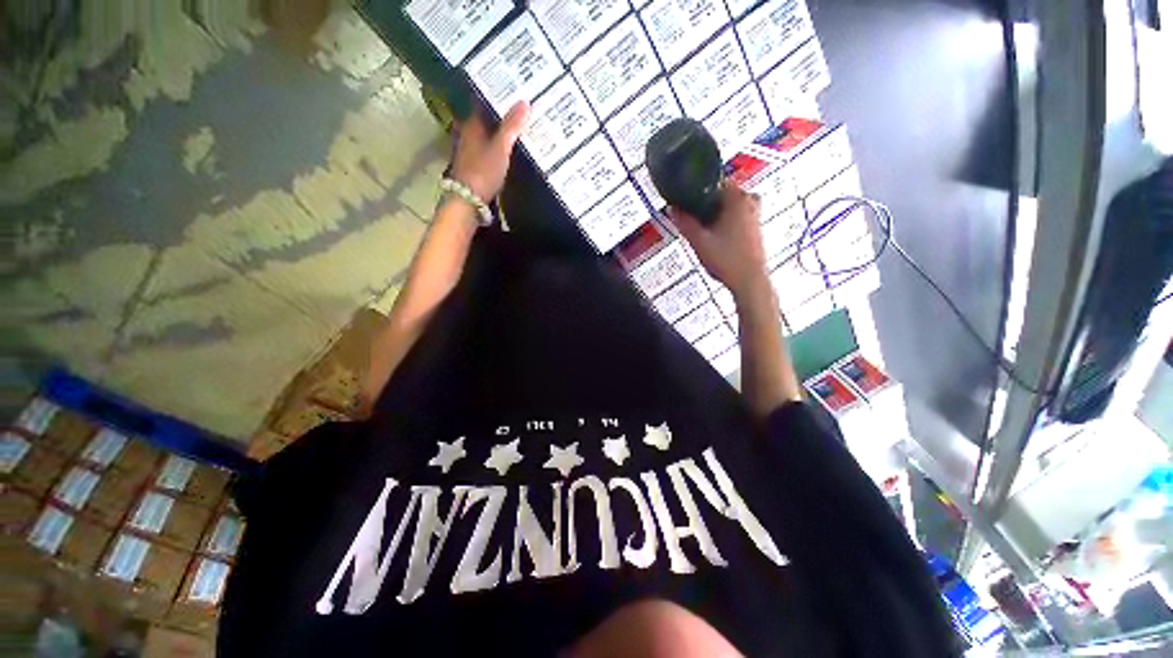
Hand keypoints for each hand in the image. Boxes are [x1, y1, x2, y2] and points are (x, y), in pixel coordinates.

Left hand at [450, 101, 529, 200]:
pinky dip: (498, 145)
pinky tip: (509, 147)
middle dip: (500, 112)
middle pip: (484, 117)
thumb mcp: (500, 147)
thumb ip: (512, 126)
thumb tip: (525, 102)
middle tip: (519, 105)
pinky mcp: (475, 166)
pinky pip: (489, 148)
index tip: (510, 86)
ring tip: (518, 124)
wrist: (468, 200)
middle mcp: (467, 133)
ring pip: (486, 133)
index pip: (481, 100)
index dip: (494, 93)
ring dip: (499, 129)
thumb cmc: (483, 171)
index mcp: (471, 124)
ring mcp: (470, 151)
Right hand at [669, 182, 769, 300]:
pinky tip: (712, 237)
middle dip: (703, 205)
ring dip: (712, 215)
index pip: (712, 182)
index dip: (695, 191)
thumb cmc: (726, 259)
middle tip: (689, 220)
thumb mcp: (699, 241)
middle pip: (719, 195)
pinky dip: (722, 222)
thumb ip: (684, 222)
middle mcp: (750, 200)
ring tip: (699, 231)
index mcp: (737, 198)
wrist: (749, 281)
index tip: (683, 202)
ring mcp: (755, 213)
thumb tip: (672, 208)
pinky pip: (734, 216)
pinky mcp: (755, 226)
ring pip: (726, 207)